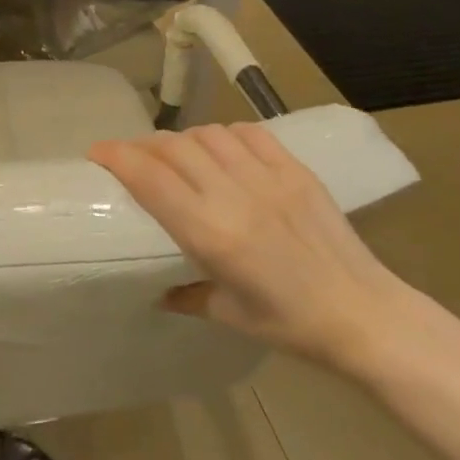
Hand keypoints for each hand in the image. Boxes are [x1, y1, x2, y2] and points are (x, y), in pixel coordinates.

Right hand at [88, 124, 411, 366]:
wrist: (363, 313)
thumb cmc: (290, 325)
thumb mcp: (229, 314)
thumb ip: (187, 295)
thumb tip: (159, 292)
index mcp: (211, 234)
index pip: (151, 178)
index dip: (118, 156)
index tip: (97, 151)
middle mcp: (234, 196)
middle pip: (174, 148)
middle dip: (143, 146)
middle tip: (132, 158)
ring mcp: (268, 178)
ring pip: (208, 135)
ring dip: (183, 140)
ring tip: (177, 156)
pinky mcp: (296, 170)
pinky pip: (249, 134)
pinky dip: (224, 135)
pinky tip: (221, 150)